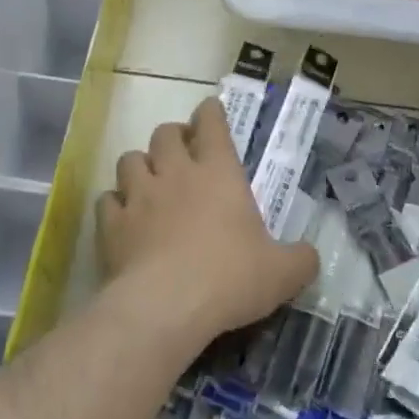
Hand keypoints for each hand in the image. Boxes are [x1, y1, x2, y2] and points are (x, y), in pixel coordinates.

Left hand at [96, 96, 317, 346]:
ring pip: (130, 159)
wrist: (166, 306)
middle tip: (182, 153)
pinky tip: (123, 219)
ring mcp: (139, 196)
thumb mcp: (281, 273)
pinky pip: (107, 200)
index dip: (210, 113)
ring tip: (149, 182)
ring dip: (140, 165)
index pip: (212, 123)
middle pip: (165, 134)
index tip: (210, 111)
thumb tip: (310, 257)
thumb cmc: (230, 277)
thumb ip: (299, 260)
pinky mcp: (112, 225)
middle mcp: (176, 173)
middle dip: (173, 137)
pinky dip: (115, 205)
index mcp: (219, 172)